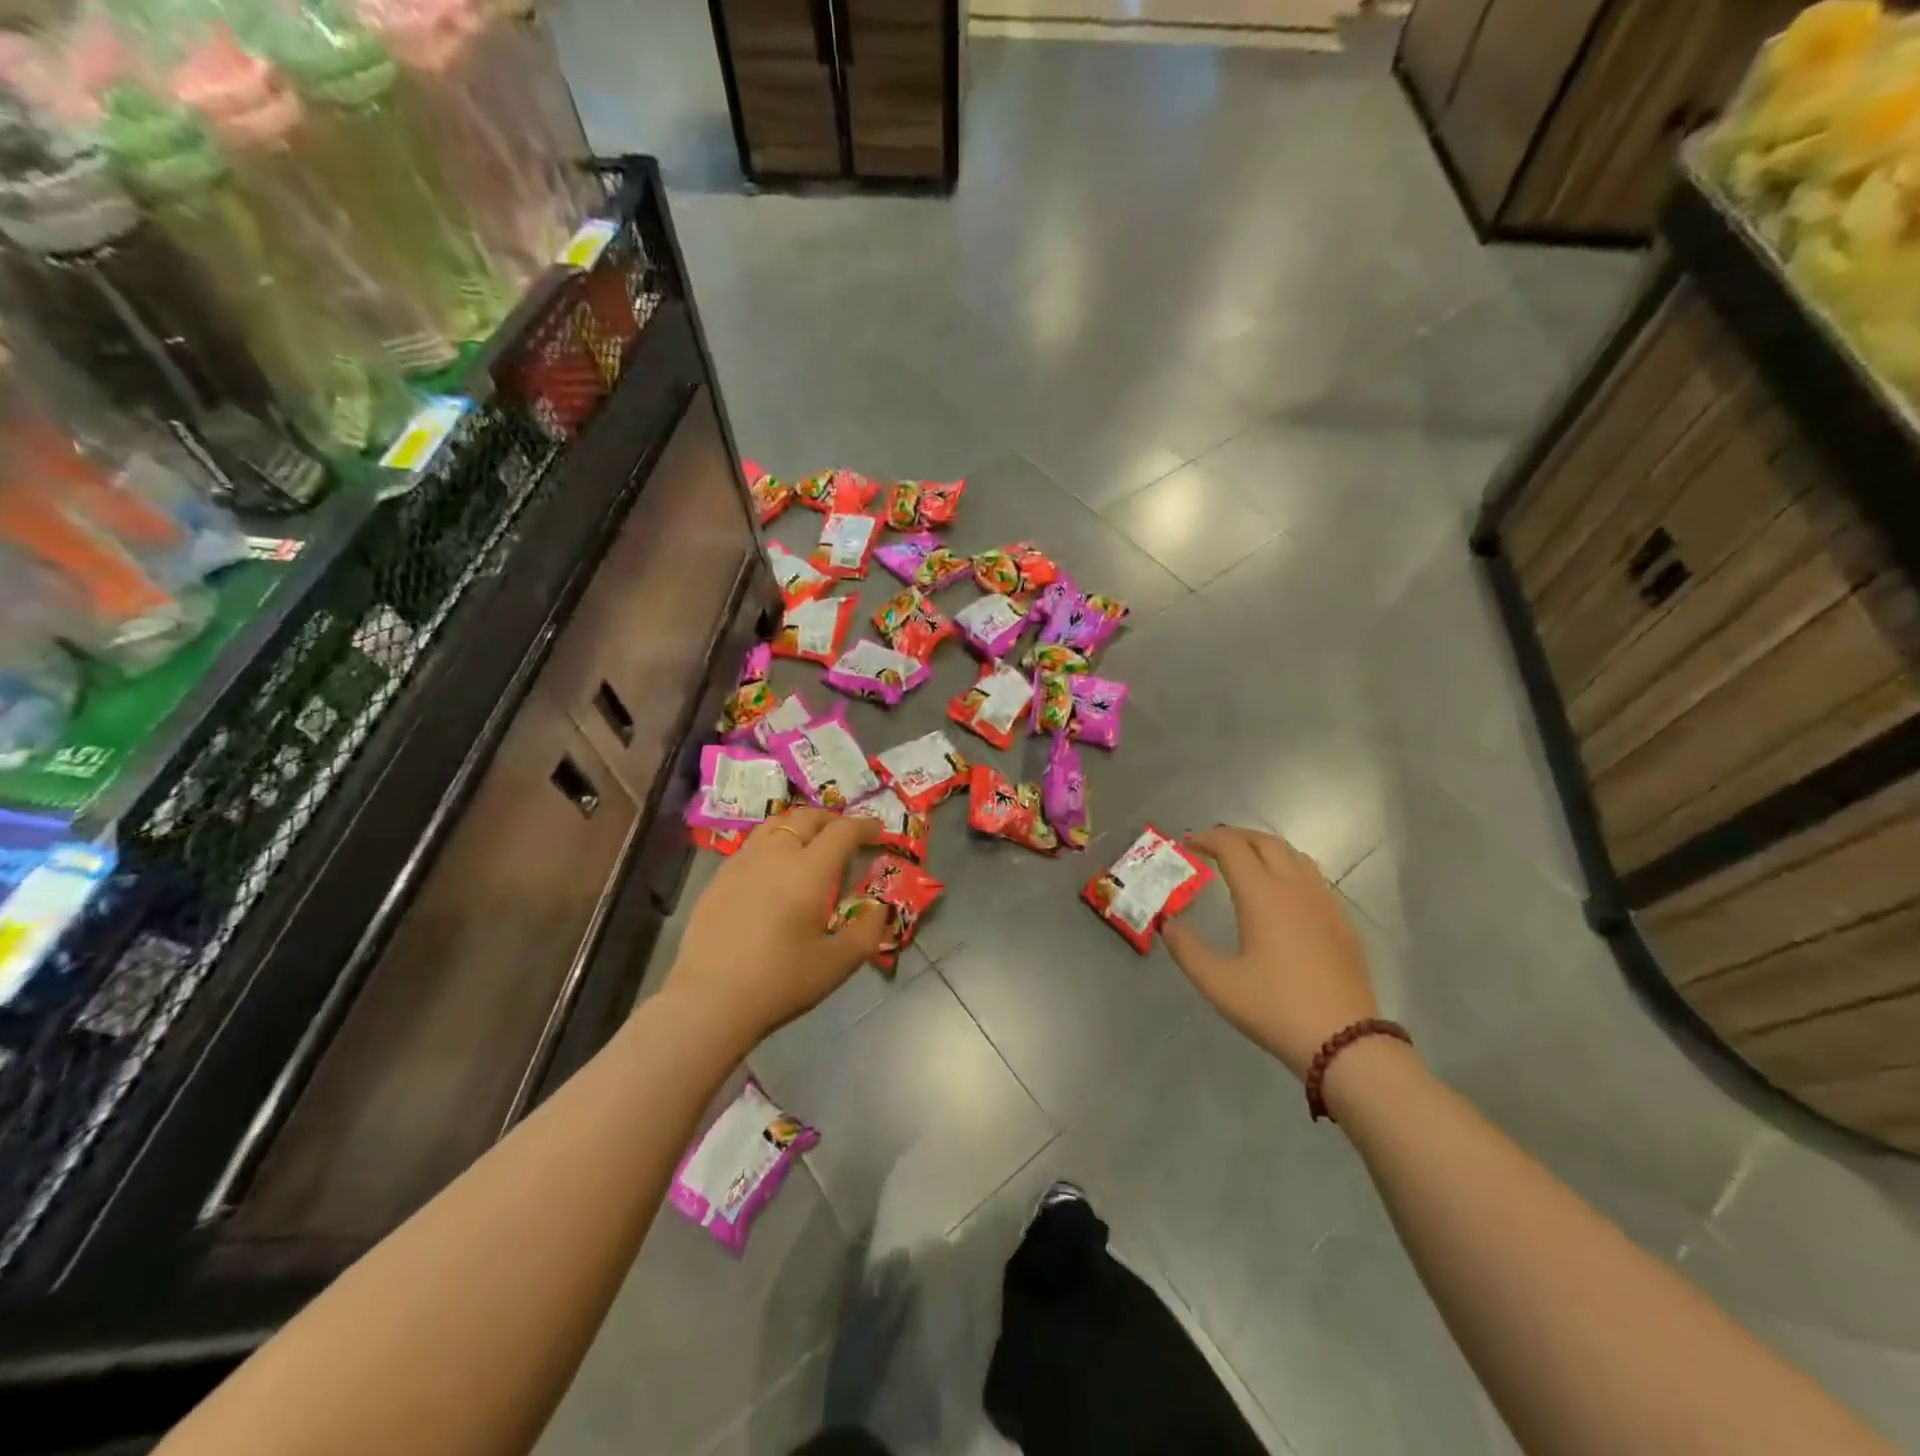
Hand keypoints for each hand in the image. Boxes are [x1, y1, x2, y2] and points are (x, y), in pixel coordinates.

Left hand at [664, 808, 886, 1051]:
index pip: (842, 831)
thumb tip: (880, 907)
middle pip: (806, 817)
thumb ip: (867, 931)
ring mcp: (741, 863)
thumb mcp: (838, 963)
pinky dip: (774, 843)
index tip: (878, 833)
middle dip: (832, 820)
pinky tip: (774, 870)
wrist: (709, 1002)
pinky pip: (753, 845)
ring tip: (810, 843)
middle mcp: (775, 855)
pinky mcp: (718, 878)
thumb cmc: (780, 982)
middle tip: (846, 835)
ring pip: (775, 824)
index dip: (864, 826)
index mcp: (808, 871)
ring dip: (800, 825)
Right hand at [1162, 825, 1378, 1079]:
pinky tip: (1283, 894)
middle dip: (1236, 837)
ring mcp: (1324, 903)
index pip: (1233, 847)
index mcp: (1262, 895)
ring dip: (1266, 849)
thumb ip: (1186, 949)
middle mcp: (1295, 888)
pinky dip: (1290, 869)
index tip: (1189, 844)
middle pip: (1266, 842)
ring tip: (1246, 862)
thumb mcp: (1217, 984)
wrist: (1346, 1042)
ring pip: (1295, 856)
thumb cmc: (1275, 1008)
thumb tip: (1168, 923)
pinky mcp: (1342, 922)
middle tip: (1213, 846)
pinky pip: (1314, 878)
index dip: (1208, 839)